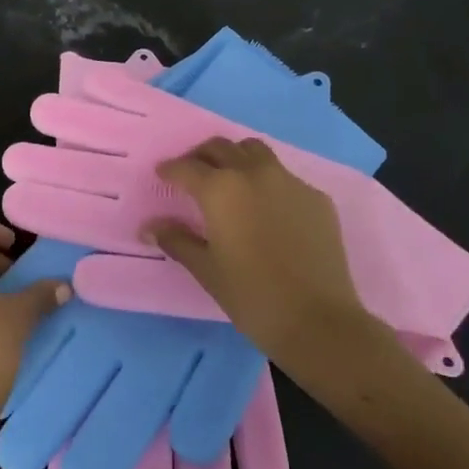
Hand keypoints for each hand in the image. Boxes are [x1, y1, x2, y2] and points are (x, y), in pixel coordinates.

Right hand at [145, 138, 387, 366]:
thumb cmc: (252, 296)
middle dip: (201, 156)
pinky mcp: (317, 198)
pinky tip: (268, 210)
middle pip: (220, 148)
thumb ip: (176, 241)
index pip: (186, 167)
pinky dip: (268, 182)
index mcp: (220, 190)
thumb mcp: (206, 270)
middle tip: (193, 174)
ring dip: (236, 158)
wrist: (319, 321)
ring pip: (255, 152)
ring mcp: (289, 182)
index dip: (170, 169)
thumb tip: (150, 228)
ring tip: (231, 182)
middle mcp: (254, 174)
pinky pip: (285, 177)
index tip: (162, 174)